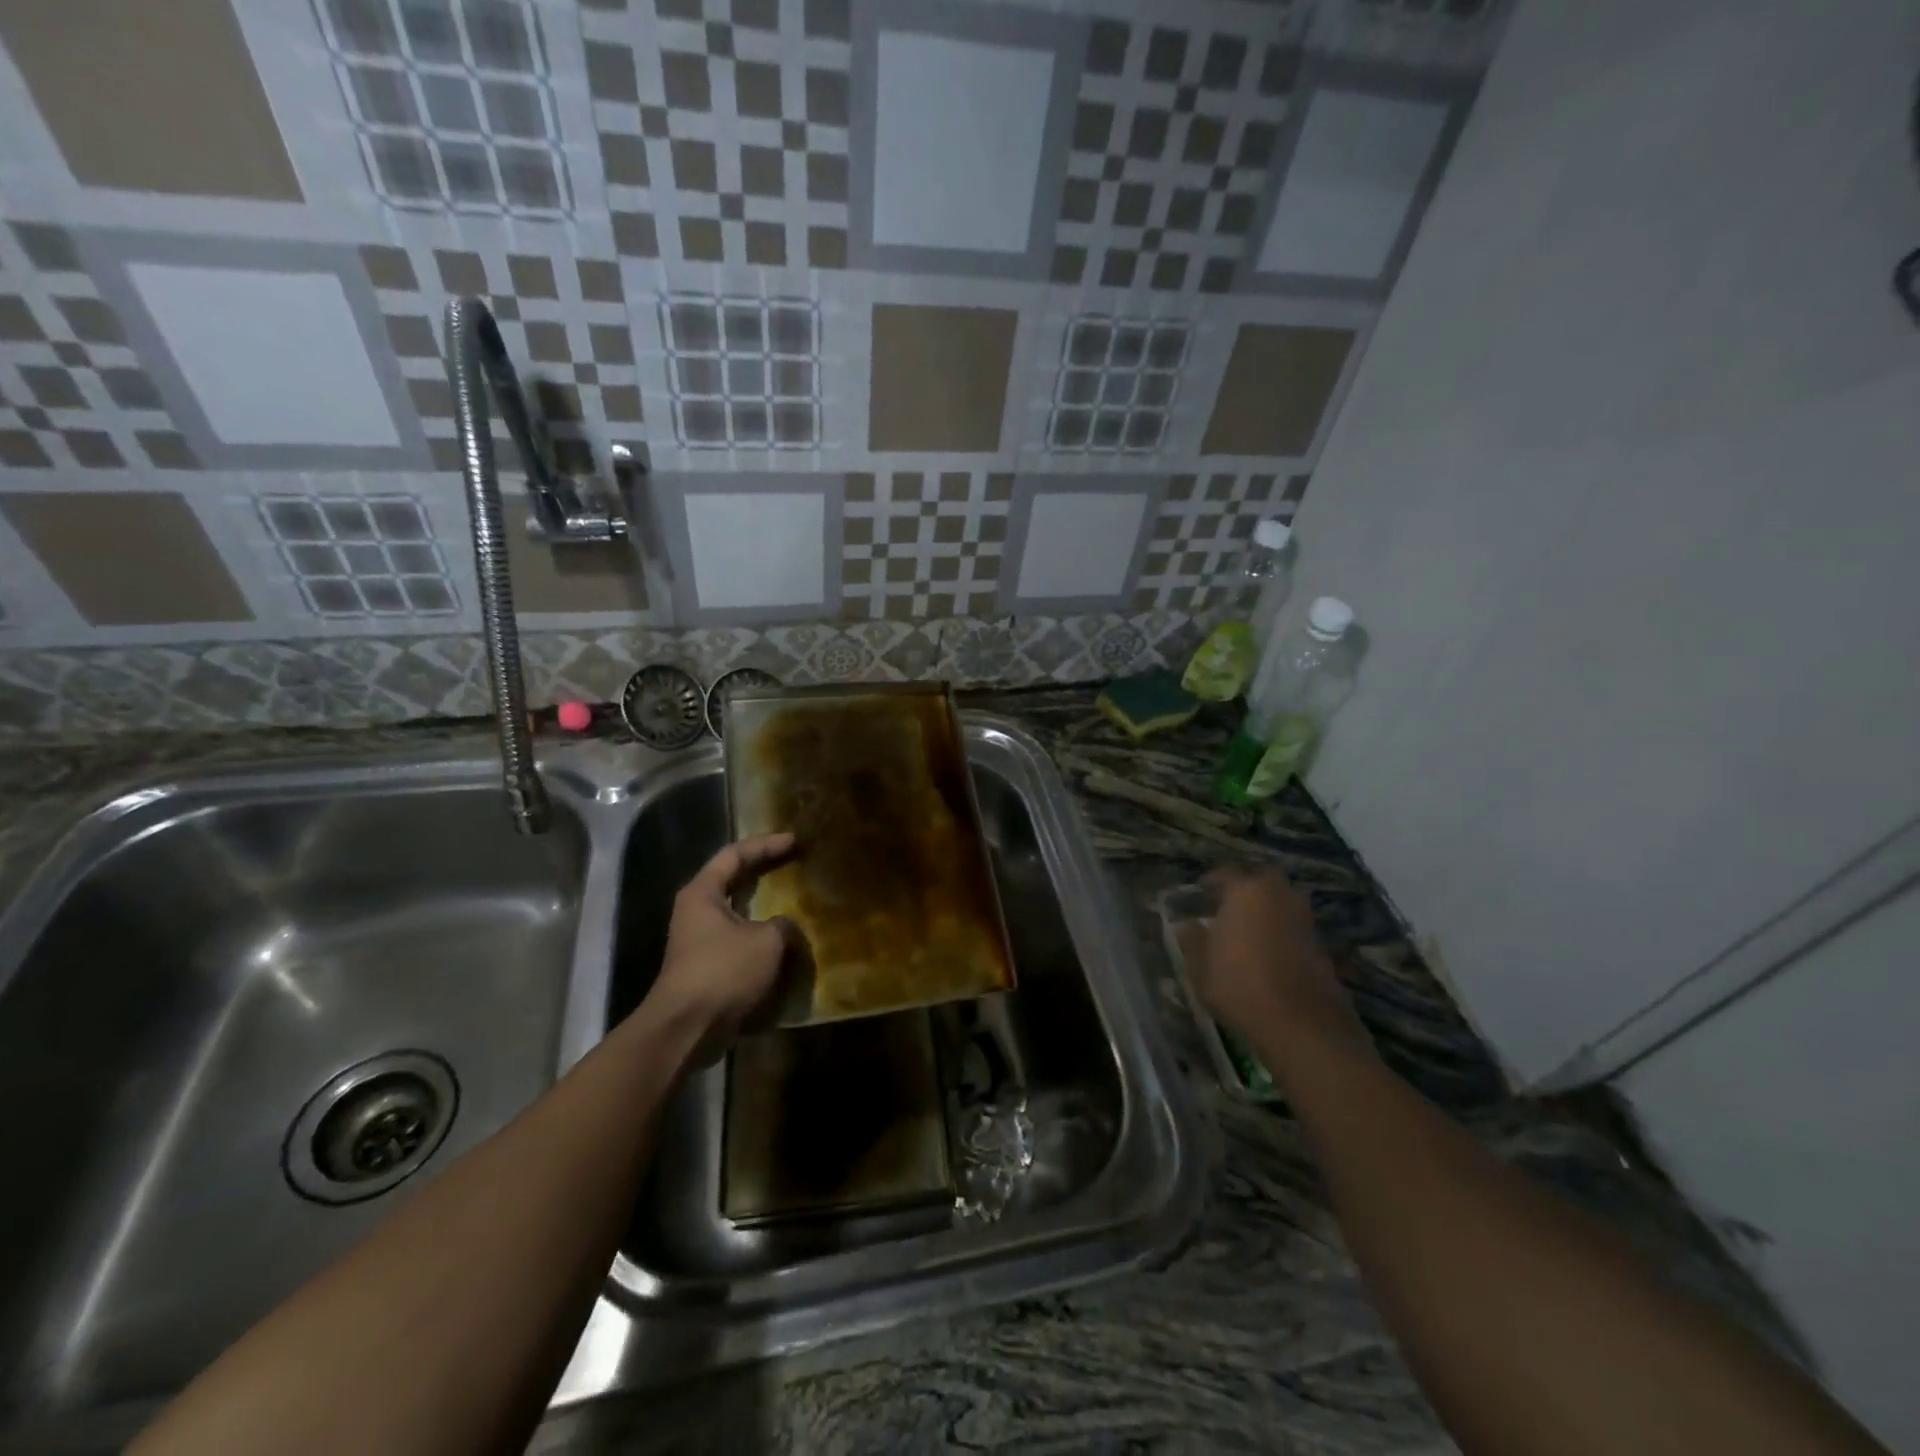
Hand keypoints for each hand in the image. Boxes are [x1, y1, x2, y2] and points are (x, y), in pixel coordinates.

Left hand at [645, 833, 798, 1059]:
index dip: (766, 844)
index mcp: (703, 892)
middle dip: (764, 870)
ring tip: (793, 900)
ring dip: (763, 905)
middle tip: (794, 863)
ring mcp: (698, 939)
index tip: (795, 841)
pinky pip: (738, 939)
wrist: (686, 1029)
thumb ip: (783, 925)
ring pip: (736, 911)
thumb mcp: (767, 941)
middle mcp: (696, 910)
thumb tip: (784, 927)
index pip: (735, 854)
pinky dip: (760, 935)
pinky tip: (782, 940)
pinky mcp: (705, 966)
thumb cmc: (723, 972)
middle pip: (732, 879)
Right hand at [1199, 865, 1372, 1065]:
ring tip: (1247, 929)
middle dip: (1245, 888)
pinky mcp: (1320, 943)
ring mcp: (1304, 918)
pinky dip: (1280, 930)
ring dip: (1266, 909)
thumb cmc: (1240, 987)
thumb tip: (1187, 924)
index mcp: (1246, 891)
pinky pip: (1293, 924)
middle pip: (1261, 880)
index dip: (1209, 882)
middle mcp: (1279, 895)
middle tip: (1228, 905)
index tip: (1198, 893)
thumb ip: (1192, 939)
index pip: (1224, 873)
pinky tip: (1268, 950)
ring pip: (1281, 901)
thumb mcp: (1201, 966)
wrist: (1302, 1026)